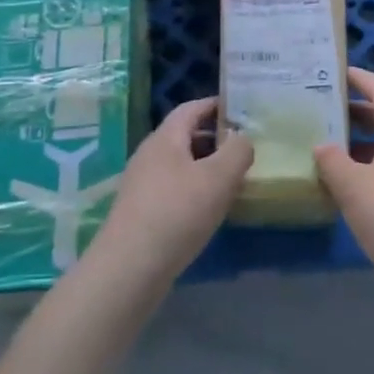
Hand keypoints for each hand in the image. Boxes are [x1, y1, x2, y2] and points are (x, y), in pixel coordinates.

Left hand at [93, 98, 252, 290]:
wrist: (129, 268)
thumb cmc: (177, 213)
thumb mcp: (218, 178)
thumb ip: (237, 151)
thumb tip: (242, 138)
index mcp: (165, 138)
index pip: (191, 108)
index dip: (216, 105)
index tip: (241, 109)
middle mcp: (149, 154)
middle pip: (185, 136)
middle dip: (214, 139)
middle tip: (244, 149)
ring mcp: (142, 183)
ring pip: (180, 164)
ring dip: (206, 167)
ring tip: (233, 180)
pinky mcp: (140, 211)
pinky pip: (173, 188)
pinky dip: (194, 190)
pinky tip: (209, 210)